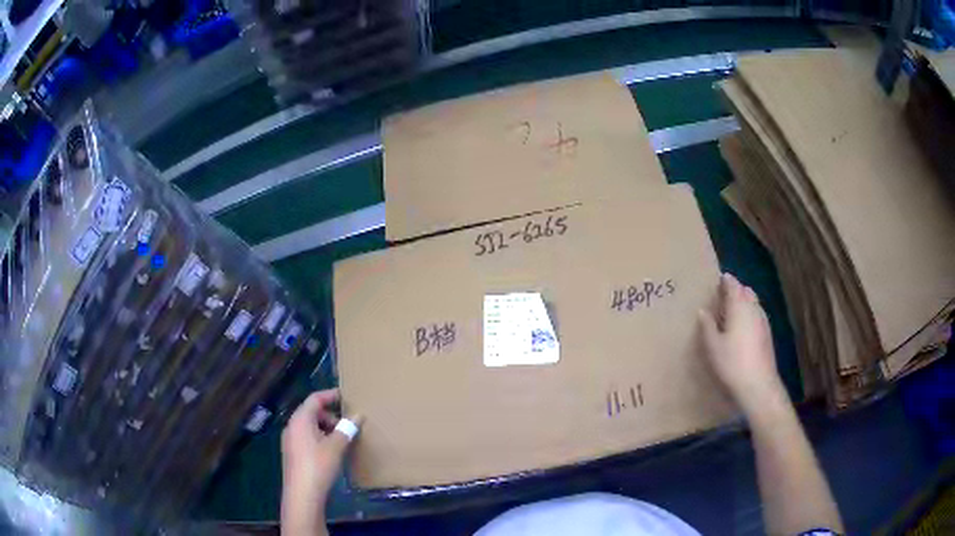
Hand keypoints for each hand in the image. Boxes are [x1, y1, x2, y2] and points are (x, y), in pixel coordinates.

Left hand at [280, 389, 360, 535]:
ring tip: (343, 439)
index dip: (330, 395)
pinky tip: (332, 451)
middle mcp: (292, 426)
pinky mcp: (292, 453)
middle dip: (330, 415)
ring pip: (309, 426)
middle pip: (311, 412)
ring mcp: (290, 440)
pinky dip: (320, 438)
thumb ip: (346, 429)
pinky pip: (307, 437)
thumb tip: (358, 416)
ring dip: (326, 428)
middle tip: (348, 424)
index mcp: (300, 419)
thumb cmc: (318, 465)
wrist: (302, 494)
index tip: (346, 396)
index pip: (314, 399)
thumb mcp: (336, 447)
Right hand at [698, 273, 786, 415]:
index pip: (733, 285)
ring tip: (731, 312)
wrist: (758, 385)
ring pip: (754, 303)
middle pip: (746, 291)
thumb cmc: (732, 363)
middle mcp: (753, 309)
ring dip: (744, 302)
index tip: (718, 280)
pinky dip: (750, 314)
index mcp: (739, 307)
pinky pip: (757, 315)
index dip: (726, 281)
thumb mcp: (713, 346)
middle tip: (722, 296)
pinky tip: (742, 329)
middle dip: (736, 290)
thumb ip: (707, 326)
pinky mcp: (767, 334)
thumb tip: (703, 311)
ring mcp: (763, 321)